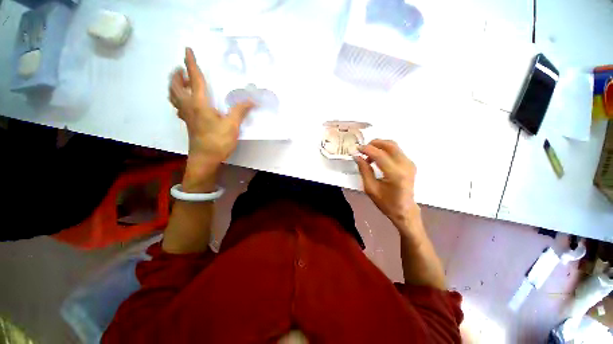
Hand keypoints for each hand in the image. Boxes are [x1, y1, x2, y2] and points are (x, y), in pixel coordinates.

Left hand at [169, 47, 253, 190]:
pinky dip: (179, 99)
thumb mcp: (232, 125)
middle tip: (182, 69)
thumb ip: (240, 111)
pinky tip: (187, 103)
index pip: (194, 79)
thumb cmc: (217, 141)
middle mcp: (189, 106)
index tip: (187, 49)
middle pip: (176, 86)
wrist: (205, 159)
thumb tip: (251, 100)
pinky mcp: (188, 123)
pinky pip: (178, 106)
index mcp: (199, 103)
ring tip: (182, 82)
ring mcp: (186, 116)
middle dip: (177, 75)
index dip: (191, 63)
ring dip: (175, 86)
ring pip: (174, 96)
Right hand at [355, 139, 418, 228]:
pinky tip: (377, 158)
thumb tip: (357, 157)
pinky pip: (396, 151)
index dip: (367, 149)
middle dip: (374, 143)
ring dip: (379, 146)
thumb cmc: (386, 203)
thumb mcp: (370, 188)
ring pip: (393, 145)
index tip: (357, 149)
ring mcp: (409, 163)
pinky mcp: (410, 163)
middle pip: (389, 145)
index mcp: (395, 174)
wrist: (405, 210)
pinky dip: (385, 150)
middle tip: (363, 150)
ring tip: (368, 156)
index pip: (380, 155)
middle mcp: (405, 165)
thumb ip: (364, 170)